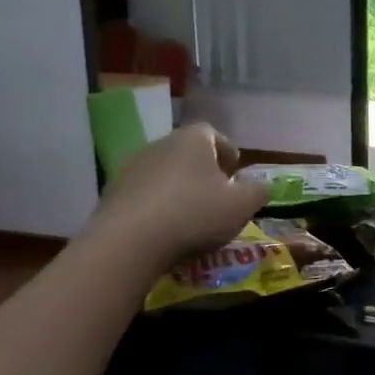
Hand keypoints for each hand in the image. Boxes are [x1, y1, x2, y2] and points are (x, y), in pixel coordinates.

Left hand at [89, 124, 270, 273]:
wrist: (131, 241)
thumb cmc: (196, 214)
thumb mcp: (242, 206)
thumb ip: (258, 191)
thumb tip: (261, 186)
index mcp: (193, 140)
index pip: (213, 133)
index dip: (227, 151)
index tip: (234, 172)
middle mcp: (160, 144)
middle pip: (187, 152)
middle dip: (203, 170)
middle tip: (217, 194)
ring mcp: (132, 167)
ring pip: (164, 172)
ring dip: (179, 187)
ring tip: (191, 215)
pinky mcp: (113, 192)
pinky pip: (144, 193)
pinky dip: (157, 204)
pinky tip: (165, 228)